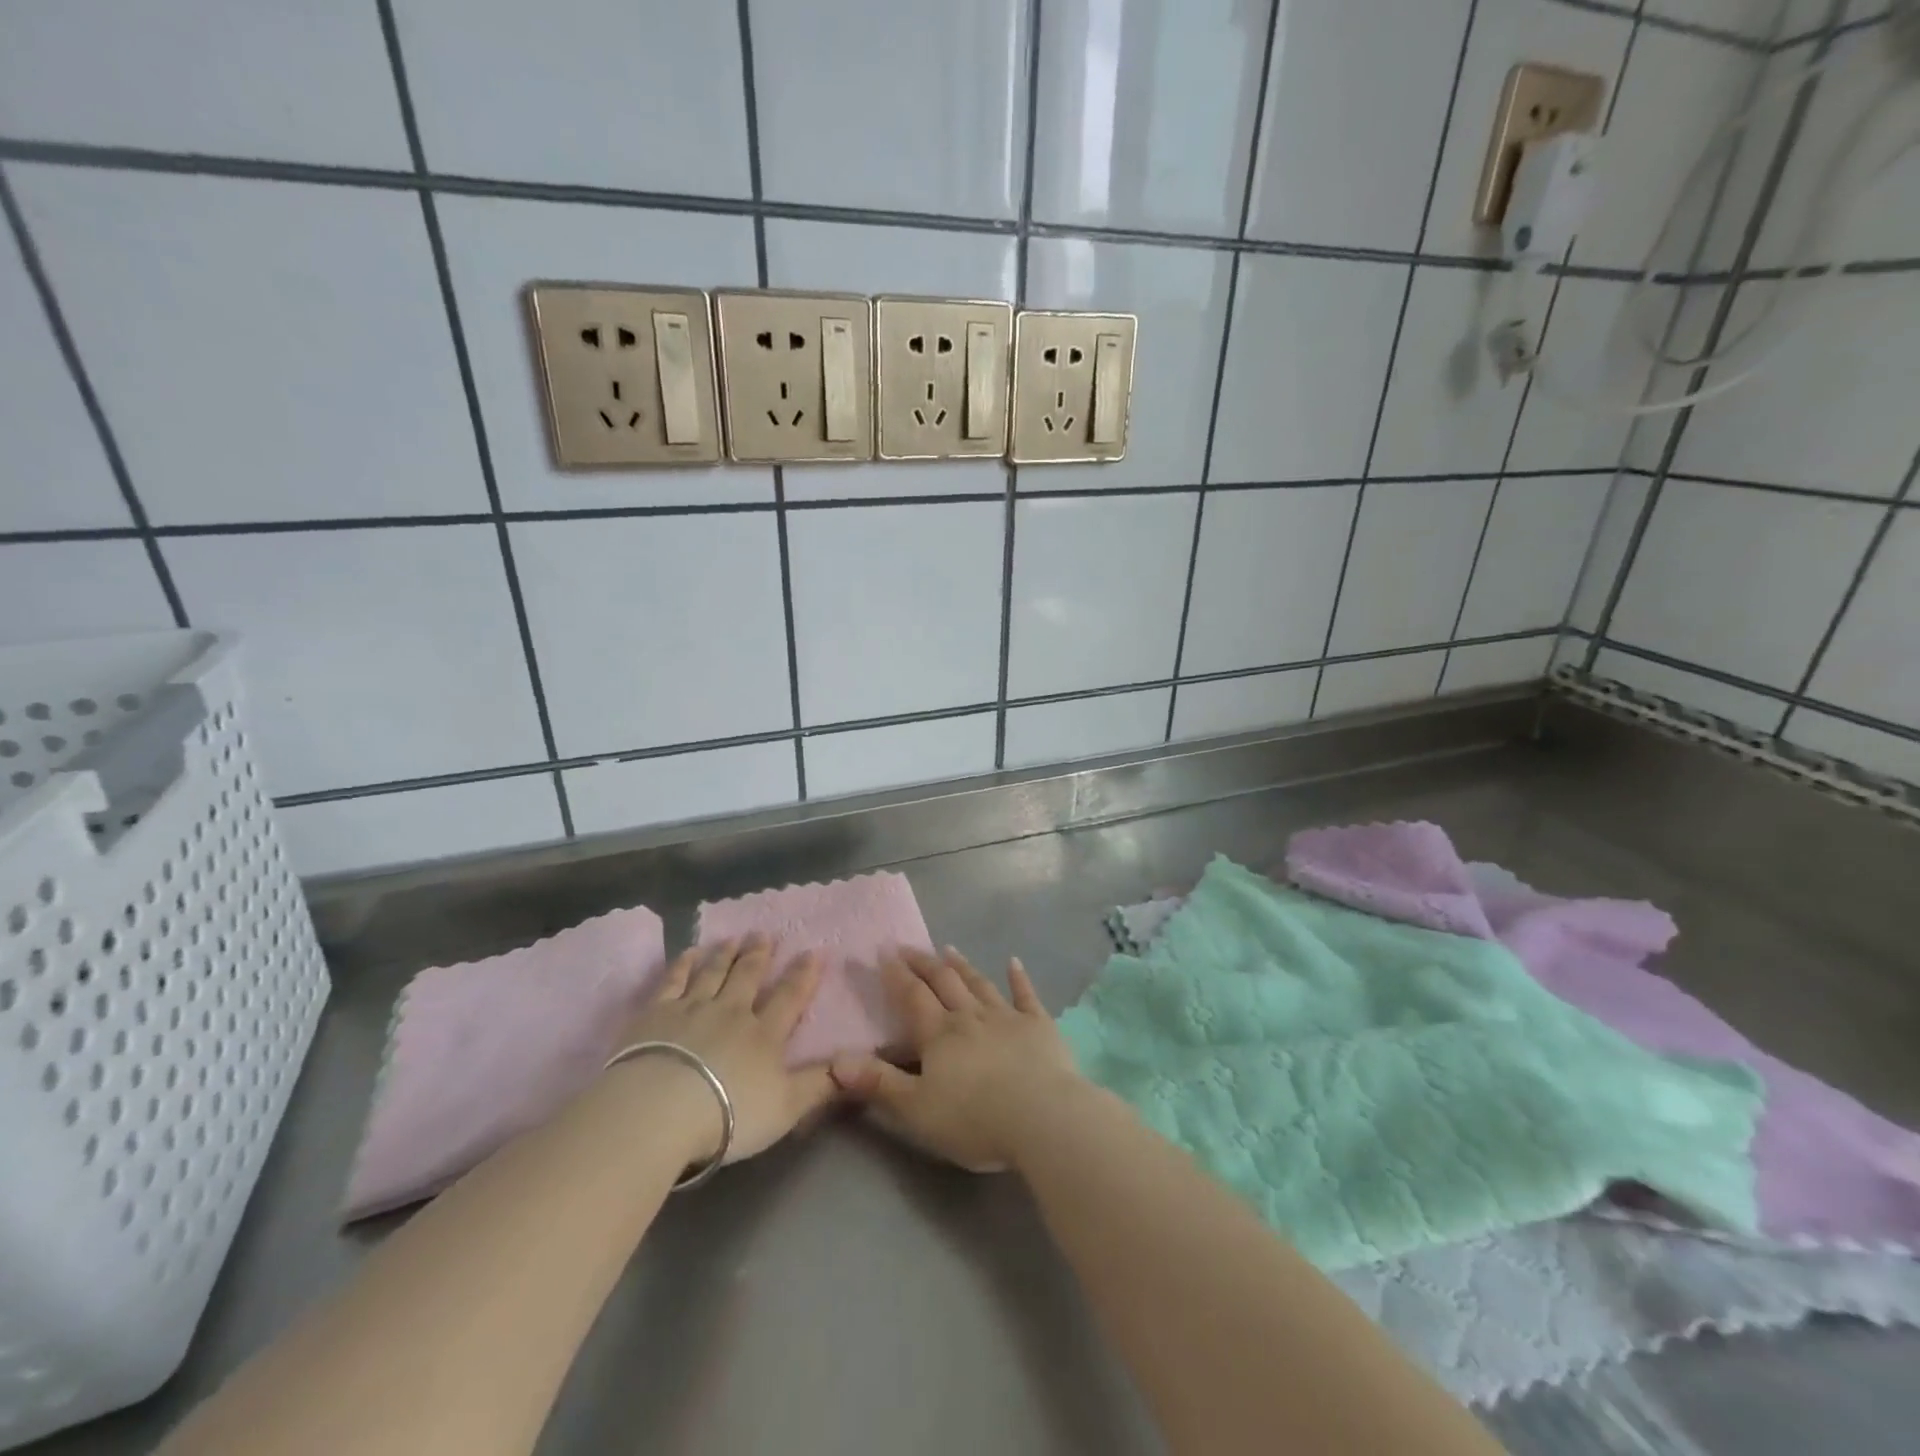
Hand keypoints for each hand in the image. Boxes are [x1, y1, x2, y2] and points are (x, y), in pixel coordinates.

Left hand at [609, 934, 837, 1167]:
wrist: (661, 1110)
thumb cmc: (729, 1114)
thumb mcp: (787, 1107)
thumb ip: (821, 1085)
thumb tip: (857, 1063)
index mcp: (764, 1034)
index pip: (789, 997)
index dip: (803, 974)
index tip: (814, 950)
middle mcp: (731, 1012)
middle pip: (748, 977)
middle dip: (759, 955)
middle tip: (765, 933)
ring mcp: (692, 1009)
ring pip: (713, 973)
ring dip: (725, 954)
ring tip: (733, 938)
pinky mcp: (656, 1014)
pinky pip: (673, 981)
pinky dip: (683, 964)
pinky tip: (689, 952)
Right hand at [830, 947, 1083, 1171]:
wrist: (1043, 1117)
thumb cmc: (975, 1119)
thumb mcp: (916, 1109)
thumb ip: (878, 1083)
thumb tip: (835, 1062)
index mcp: (939, 1035)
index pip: (912, 996)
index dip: (896, 974)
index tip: (884, 951)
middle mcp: (971, 1016)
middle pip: (944, 982)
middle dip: (924, 963)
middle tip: (909, 946)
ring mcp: (1007, 1017)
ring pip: (979, 984)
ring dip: (963, 966)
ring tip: (949, 949)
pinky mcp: (1039, 1026)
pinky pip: (1026, 996)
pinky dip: (1019, 978)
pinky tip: (1014, 962)